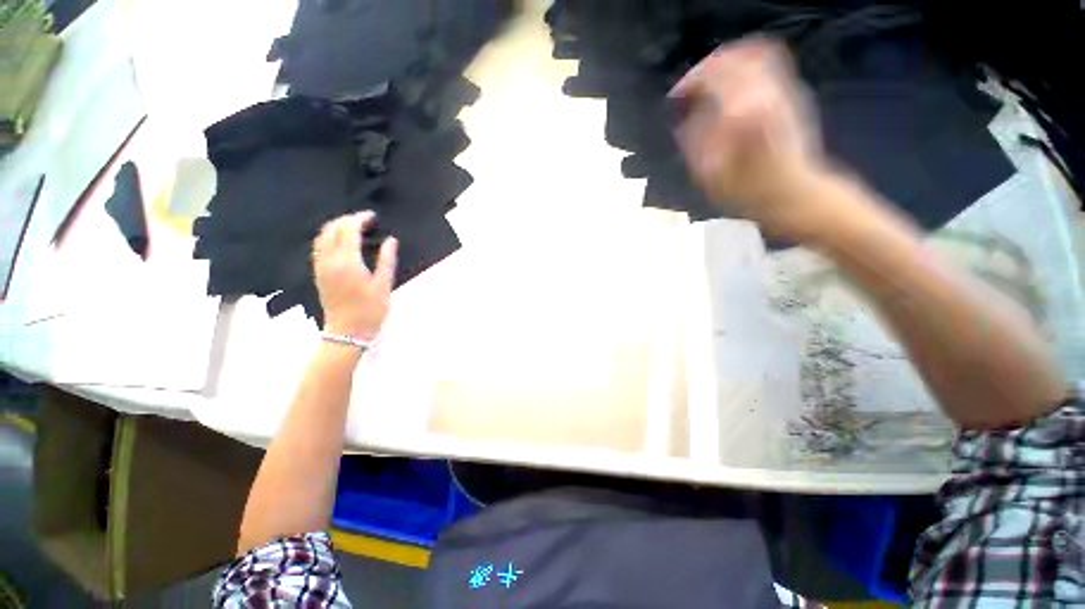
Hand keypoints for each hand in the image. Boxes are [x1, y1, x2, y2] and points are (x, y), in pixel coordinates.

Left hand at [312, 211, 396, 339]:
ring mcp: (321, 266)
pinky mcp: (318, 273)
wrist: (347, 331)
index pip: (349, 230)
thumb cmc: (370, 310)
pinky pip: (319, 247)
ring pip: (322, 236)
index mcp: (347, 262)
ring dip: (336, 227)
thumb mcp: (384, 285)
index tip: (372, 217)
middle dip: (348, 220)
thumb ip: (387, 260)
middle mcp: (330, 260)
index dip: (360, 219)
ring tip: (354, 228)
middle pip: (332, 229)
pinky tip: (342, 242)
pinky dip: (329, 237)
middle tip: (365, 221)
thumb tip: (391, 241)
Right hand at [671, 37, 832, 240]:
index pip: (713, 74)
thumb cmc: (747, 190)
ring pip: (755, 54)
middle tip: (692, 87)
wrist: (794, 194)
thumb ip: (693, 139)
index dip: (690, 81)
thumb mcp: (708, 172)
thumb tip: (685, 118)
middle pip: (736, 56)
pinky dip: (746, 69)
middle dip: (708, 68)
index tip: (676, 98)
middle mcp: (766, 90)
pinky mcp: (792, 95)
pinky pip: (768, 66)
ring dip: (728, 64)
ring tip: (710, 85)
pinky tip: (732, 90)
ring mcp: (784, 89)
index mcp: (743, 108)